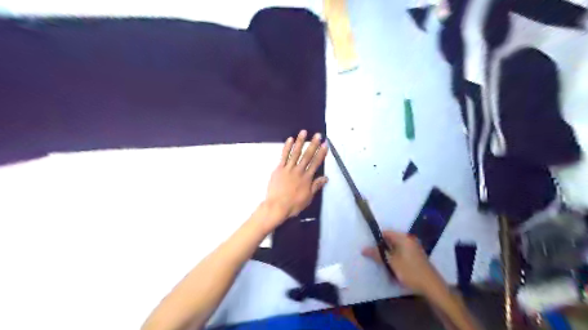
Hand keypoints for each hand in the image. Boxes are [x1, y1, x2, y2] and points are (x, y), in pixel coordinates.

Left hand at [265, 130, 328, 225]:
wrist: (277, 206)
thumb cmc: (293, 204)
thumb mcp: (308, 198)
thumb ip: (316, 186)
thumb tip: (325, 178)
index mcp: (307, 178)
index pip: (316, 163)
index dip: (321, 153)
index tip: (325, 145)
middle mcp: (299, 171)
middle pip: (307, 155)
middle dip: (313, 144)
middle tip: (317, 135)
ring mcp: (288, 168)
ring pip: (295, 153)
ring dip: (300, 142)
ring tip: (304, 132)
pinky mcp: (279, 169)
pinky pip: (283, 156)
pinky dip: (287, 147)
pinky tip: (290, 139)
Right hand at [364, 231, 445, 294]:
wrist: (432, 287)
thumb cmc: (410, 272)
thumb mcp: (391, 263)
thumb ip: (377, 254)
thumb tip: (363, 249)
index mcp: (403, 238)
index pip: (386, 233)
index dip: (376, 239)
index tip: (370, 247)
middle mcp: (409, 240)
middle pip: (390, 240)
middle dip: (382, 248)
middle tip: (374, 257)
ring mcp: (414, 249)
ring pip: (396, 248)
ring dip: (389, 255)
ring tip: (383, 264)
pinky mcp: (416, 257)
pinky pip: (402, 254)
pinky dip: (396, 259)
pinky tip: (393, 268)